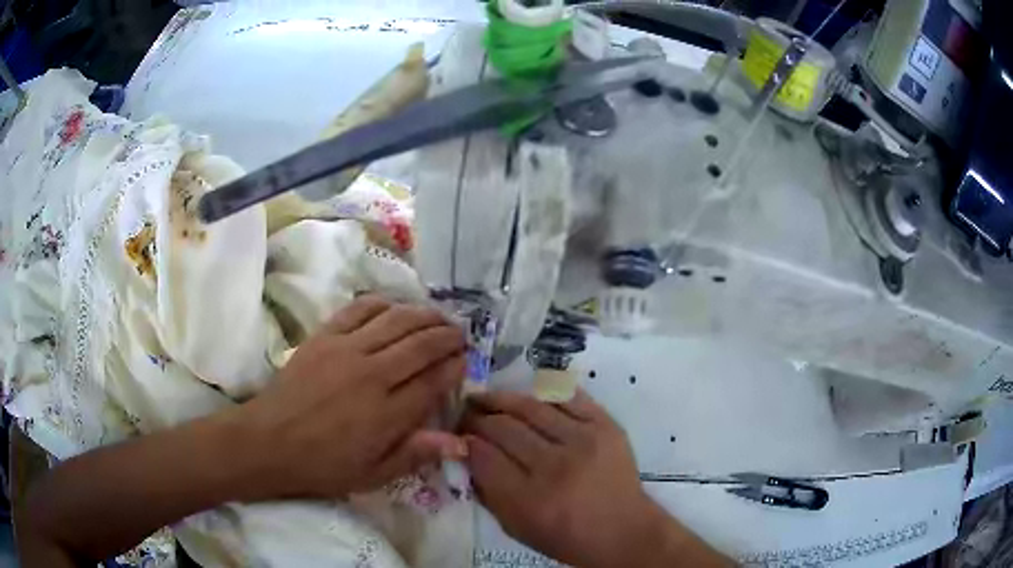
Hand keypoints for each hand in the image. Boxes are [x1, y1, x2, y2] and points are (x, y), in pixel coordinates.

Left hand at [238, 295, 466, 499]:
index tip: (465, 361)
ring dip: (423, 315)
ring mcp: (346, 350)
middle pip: (421, 344)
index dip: (455, 366)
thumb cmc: (323, 465)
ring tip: (437, 317)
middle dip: (447, 335)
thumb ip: (416, 455)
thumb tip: (461, 442)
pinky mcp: (324, 336)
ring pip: (396, 320)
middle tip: (460, 334)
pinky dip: (382, 304)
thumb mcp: (373, 475)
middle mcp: (372, 374)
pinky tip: (394, 306)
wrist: (269, 441)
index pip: (433, 380)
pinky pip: (359, 310)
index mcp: (387, 413)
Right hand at [462, 391, 673, 567]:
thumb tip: (465, 453)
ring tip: (486, 398)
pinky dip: (541, 393)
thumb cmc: (564, 536)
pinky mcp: (605, 425)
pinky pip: (567, 397)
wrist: (621, 530)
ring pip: (530, 406)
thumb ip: (486, 491)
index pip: (482, 455)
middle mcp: (554, 466)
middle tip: (466, 414)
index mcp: (528, 499)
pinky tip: (526, 396)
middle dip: (477, 417)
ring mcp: (583, 441)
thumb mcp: (515, 526)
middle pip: (503, 428)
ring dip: (501, 399)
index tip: (457, 435)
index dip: (464, 440)